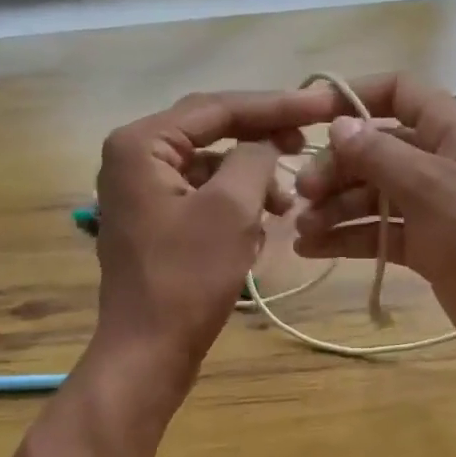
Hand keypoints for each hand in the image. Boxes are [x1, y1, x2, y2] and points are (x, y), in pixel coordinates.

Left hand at [92, 90, 324, 387]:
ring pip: (211, 165)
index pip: (217, 107)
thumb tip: (267, 142)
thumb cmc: (187, 278)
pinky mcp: (155, 219)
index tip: (321, 105)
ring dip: (252, 177)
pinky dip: (236, 203)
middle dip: (263, 138)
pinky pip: (203, 194)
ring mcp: (142, 189)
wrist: (148, 351)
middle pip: (212, 130)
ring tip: (287, 203)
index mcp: (141, 143)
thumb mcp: (232, 209)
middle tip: (309, 142)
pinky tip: (261, 226)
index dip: (275, 105)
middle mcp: (134, 156)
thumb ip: (254, 158)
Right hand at [291, 74, 455, 380]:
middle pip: (375, 148)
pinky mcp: (425, 243)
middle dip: (337, 168)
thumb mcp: (432, 189)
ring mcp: (432, 204)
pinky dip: (348, 237)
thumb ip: (380, 155)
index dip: (354, 97)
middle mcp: (440, 159)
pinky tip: (312, 249)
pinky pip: (379, 230)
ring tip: (302, 230)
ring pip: (372, 193)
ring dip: (335, 207)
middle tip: (303, 196)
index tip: (310, 119)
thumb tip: (338, 126)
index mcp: (452, 129)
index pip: (398, 92)